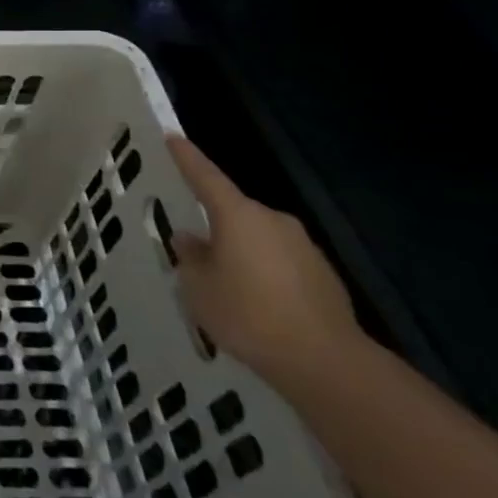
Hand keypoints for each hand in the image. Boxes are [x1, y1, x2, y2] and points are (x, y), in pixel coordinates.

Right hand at [166, 136, 362, 388]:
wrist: (324, 361)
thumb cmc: (247, 314)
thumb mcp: (199, 288)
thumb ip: (191, 258)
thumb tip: (191, 240)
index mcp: (238, 216)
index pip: (206, 177)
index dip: (187, 158)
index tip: (173, 137)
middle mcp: (273, 220)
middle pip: (234, 213)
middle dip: (215, 226)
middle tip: (196, 253)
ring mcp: (303, 246)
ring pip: (258, 239)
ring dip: (240, 252)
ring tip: (226, 286)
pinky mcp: (323, 274)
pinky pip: (280, 262)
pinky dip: (264, 273)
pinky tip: (257, 304)